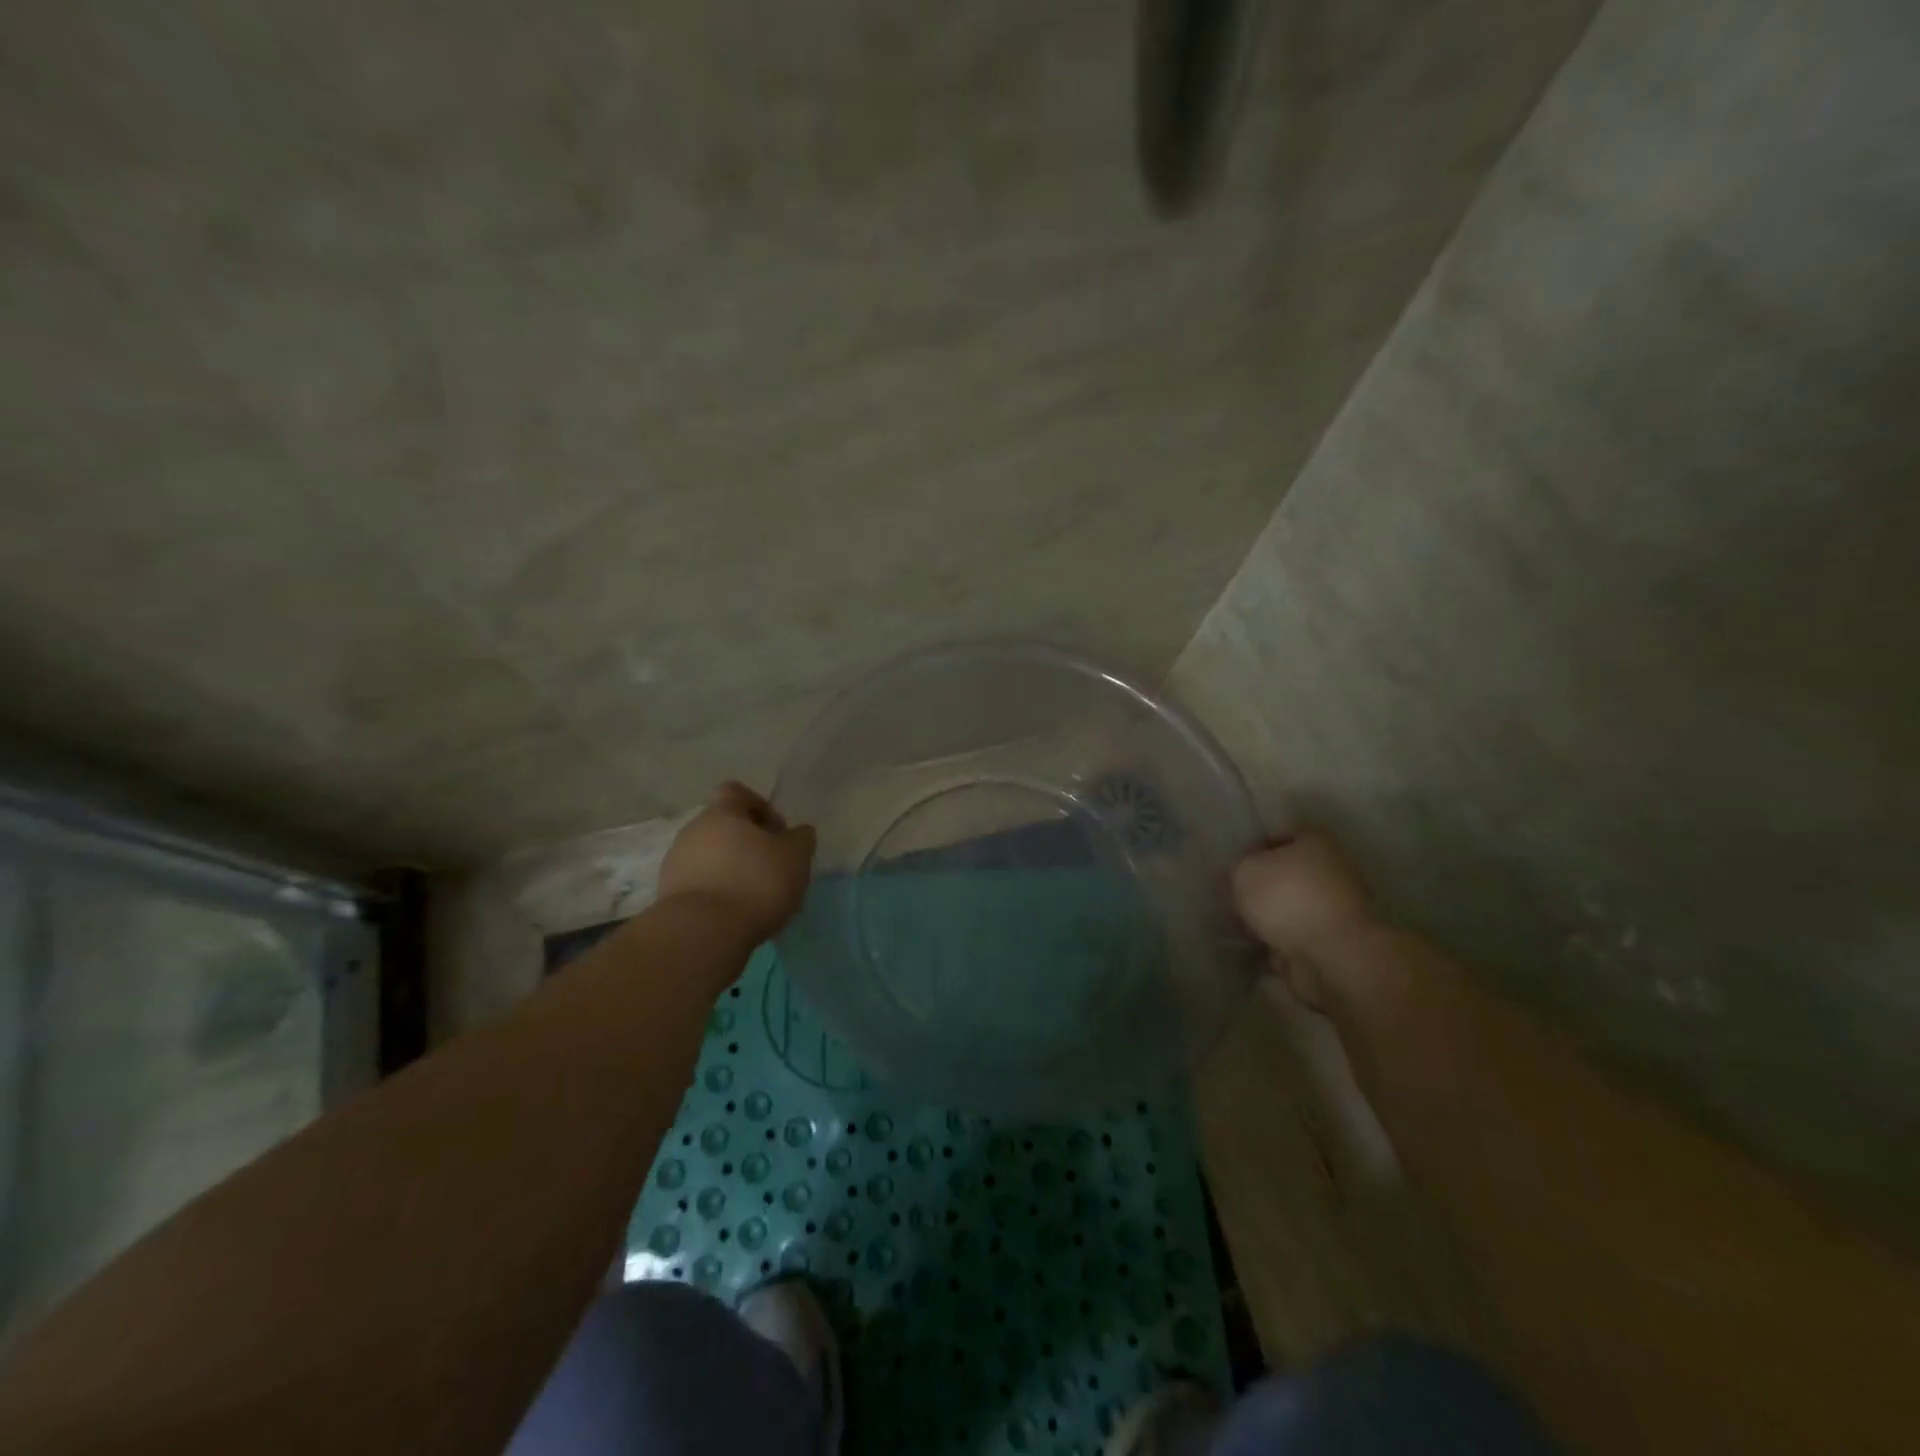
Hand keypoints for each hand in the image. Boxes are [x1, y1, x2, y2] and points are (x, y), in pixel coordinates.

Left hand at [659, 783, 816, 942]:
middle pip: (722, 827)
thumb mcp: (795, 857)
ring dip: (731, 870)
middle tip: (771, 867)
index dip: (759, 806)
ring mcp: (675, 864)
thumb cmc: (755, 883)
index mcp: (721, 813)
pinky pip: (699, 885)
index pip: (736, 792)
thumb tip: (798, 833)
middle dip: (747, 843)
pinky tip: (735, 914)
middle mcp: (692, 831)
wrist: (702, 933)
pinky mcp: (668, 896)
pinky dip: (717, 893)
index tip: (778, 832)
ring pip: (709, 857)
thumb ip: (801, 839)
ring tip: (755, 897)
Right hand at [1232, 832, 1374, 1006]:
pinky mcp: (1338, 940)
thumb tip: (1240, 876)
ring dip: (1272, 918)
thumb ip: (1237, 869)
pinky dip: (1283, 943)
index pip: (1278, 837)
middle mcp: (1333, 869)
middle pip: (1287, 874)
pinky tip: (1262, 949)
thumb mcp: (1244, 873)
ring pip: (1293, 907)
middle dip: (1263, 889)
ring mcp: (1339, 907)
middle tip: (1237, 901)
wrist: (1333, 953)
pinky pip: (1301, 936)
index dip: (1253, 852)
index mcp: (1315, 842)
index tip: (1234, 871)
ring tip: (1245, 929)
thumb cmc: (1287, 899)